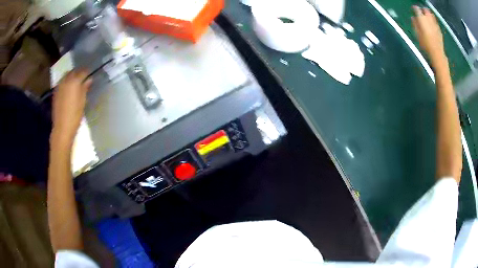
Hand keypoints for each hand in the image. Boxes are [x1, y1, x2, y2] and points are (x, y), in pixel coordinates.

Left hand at [52, 70, 91, 142]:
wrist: (62, 128)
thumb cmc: (75, 115)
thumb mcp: (83, 101)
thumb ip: (85, 88)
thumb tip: (89, 79)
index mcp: (75, 81)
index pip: (83, 72)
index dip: (87, 73)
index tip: (90, 76)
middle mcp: (66, 80)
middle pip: (73, 72)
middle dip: (78, 73)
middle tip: (83, 78)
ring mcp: (59, 86)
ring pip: (66, 76)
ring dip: (71, 77)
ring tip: (75, 83)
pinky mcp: (55, 92)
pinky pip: (62, 82)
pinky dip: (66, 83)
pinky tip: (68, 89)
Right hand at [412, 6, 444, 62]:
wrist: (437, 55)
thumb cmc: (426, 46)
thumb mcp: (417, 35)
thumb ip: (415, 25)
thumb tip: (413, 18)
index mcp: (422, 19)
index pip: (417, 9)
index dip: (415, 8)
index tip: (413, 9)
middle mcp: (429, 20)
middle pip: (426, 10)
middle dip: (423, 10)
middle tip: (421, 12)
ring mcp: (435, 25)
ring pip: (431, 15)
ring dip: (429, 15)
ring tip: (427, 17)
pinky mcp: (439, 31)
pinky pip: (436, 23)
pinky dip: (433, 21)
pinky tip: (433, 24)